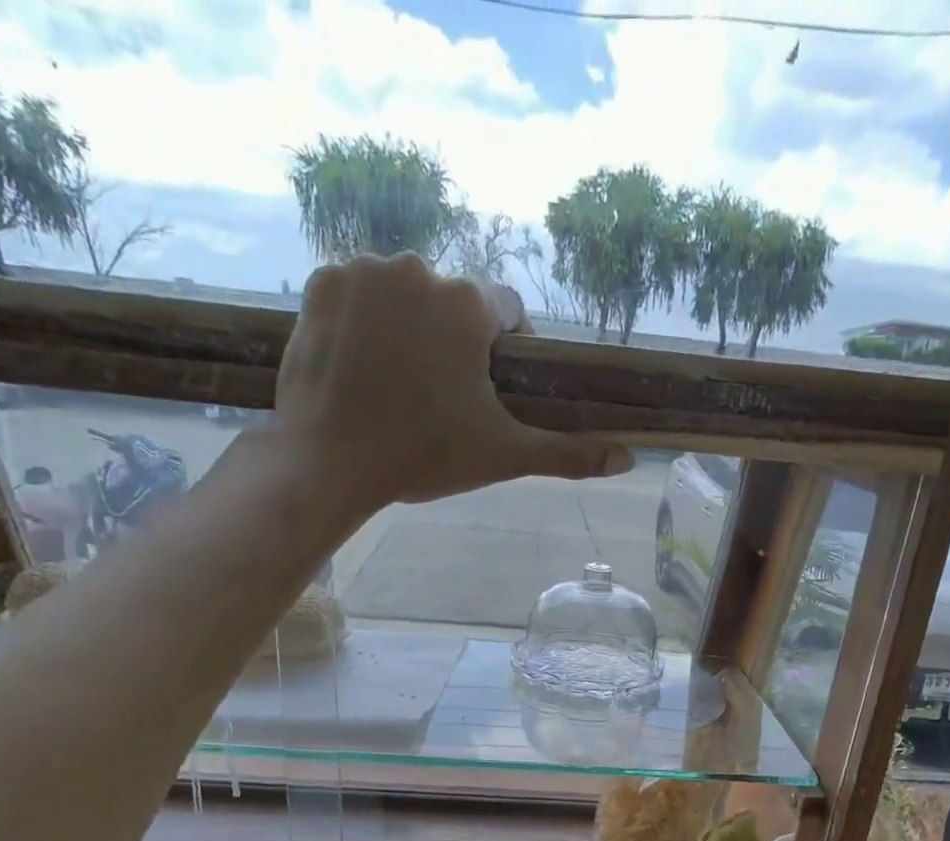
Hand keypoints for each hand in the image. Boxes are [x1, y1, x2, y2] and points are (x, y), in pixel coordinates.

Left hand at [271, 253, 632, 513]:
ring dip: (405, 329)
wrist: (330, 462)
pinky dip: (361, 323)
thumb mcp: (504, 455)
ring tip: (393, 386)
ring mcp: (362, 271)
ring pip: (402, 296)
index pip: (504, 312)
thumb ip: (569, 453)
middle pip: (450, 303)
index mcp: (468, 303)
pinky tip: (358, 367)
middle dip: (449, 342)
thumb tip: (630, 461)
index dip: (500, 353)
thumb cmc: (425, 456)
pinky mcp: (319, 285)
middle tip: (434, 398)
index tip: (484, 390)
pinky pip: (355, 296)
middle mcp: (417, 268)